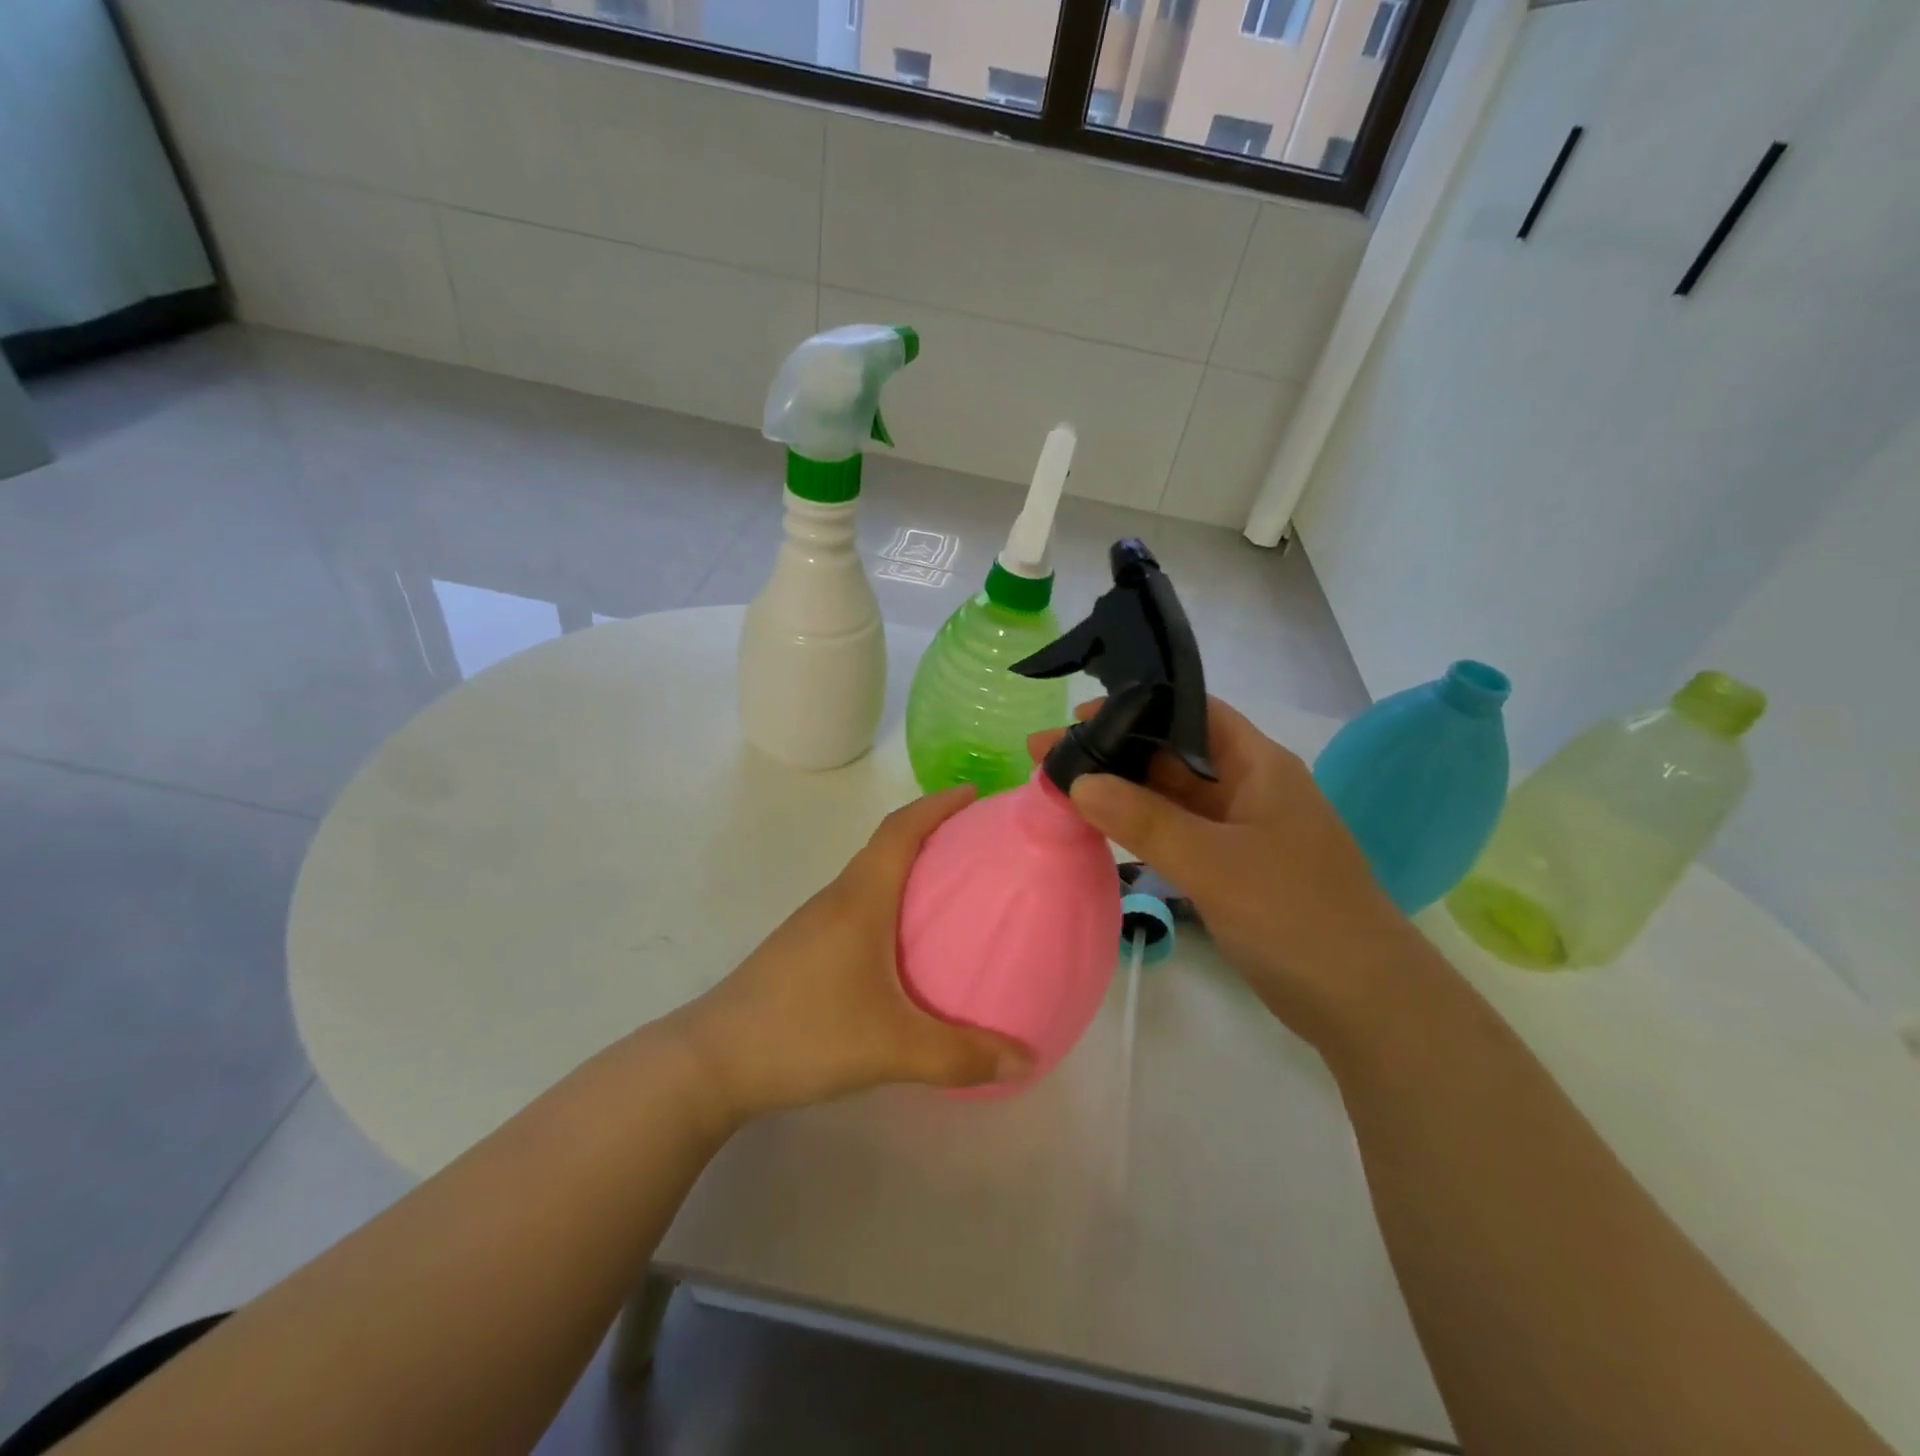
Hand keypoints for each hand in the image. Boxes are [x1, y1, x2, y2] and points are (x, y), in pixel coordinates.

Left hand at [673, 787, 1031, 1119]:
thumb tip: (1026, 1059)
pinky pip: (856, 909)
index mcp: (859, 899)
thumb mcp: (892, 1047)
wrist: (711, 1063)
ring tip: (950, 892)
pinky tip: (904, 948)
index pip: (900, 830)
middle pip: (886, 847)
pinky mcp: (802, 952)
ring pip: (869, 880)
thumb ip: (961, 1055)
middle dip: (930, 833)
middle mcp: (836, 900)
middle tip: (977, 845)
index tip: (973, 793)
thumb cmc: (804, 1033)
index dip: (936, 805)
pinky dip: (888, 905)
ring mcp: (814, 926)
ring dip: (908, 870)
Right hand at [1029, 699, 1431, 1048]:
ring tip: (1062, 789)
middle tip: (1049, 756)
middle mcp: (1250, 788)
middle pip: (1173, 754)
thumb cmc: (1296, 914)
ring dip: (1122, 791)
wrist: (1365, 1002)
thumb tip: (1077, 782)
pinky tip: (1100, 830)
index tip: (1078, 718)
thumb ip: (1144, 820)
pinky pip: (1178, 833)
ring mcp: (1242, 830)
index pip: (1192, 711)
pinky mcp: (1234, 869)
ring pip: (1172, 797)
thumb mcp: (1214, 862)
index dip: (1137, 705)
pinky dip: (1140, 828)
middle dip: (1115, 751)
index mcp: (1260, 764)